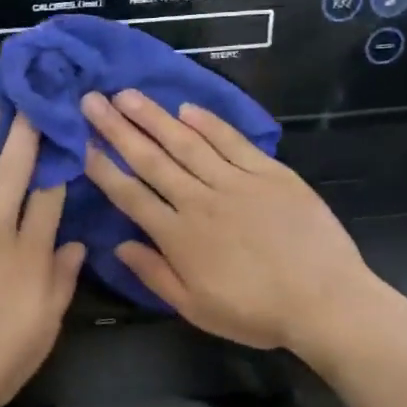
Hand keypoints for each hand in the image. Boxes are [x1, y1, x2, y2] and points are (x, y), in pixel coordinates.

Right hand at [82, 89, 378, 353]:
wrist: (325, 302)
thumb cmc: (257, 312)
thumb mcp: (196, 309)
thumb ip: (155, 275)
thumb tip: (118, 246)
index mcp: (178, 236)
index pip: (130, 194)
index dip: (103, 167)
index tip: (81, 142)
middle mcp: (200, 201)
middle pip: (151, 159)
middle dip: (117, 128)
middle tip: (92, 100)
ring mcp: (236, 182)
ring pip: (186, 142)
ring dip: (154, 117)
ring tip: (127, 94)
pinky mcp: (270, 173)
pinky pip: (233, 142)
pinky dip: (209, 123)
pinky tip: (187, 108)